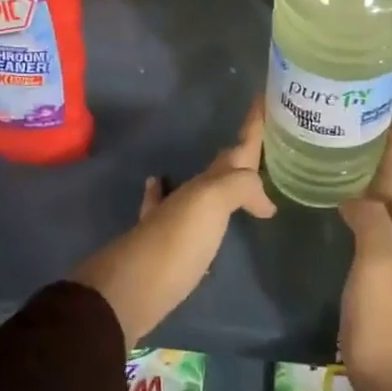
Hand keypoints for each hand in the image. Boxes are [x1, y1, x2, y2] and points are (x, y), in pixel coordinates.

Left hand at [69, 100, 274, 347]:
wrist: (126, 292)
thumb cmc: (174, 244)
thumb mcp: (210, 204)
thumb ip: (239, 188)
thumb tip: (264, 201)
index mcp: (206, 184)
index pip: (237, 148)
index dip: (252, 125)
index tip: (264, 98)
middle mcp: (190, 195)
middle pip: (223, 166)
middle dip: (243, 151)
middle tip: (265, 138)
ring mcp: (174, 219)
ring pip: (204, 189)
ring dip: (223, 178)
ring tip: (240, 172)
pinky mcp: (165, 246)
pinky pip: (170, 210)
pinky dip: (171, 195)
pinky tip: (162, 187)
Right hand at [338, 124, 391, 390]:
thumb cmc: (387, 322)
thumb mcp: (377, 266)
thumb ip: (371, 221)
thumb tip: (357, 196)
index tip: (390, 120)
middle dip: (390, 163)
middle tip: (365, 135)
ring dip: (381, 185)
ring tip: (358, 163)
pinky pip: (387, 229)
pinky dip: (374, 210)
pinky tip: (357, 210)